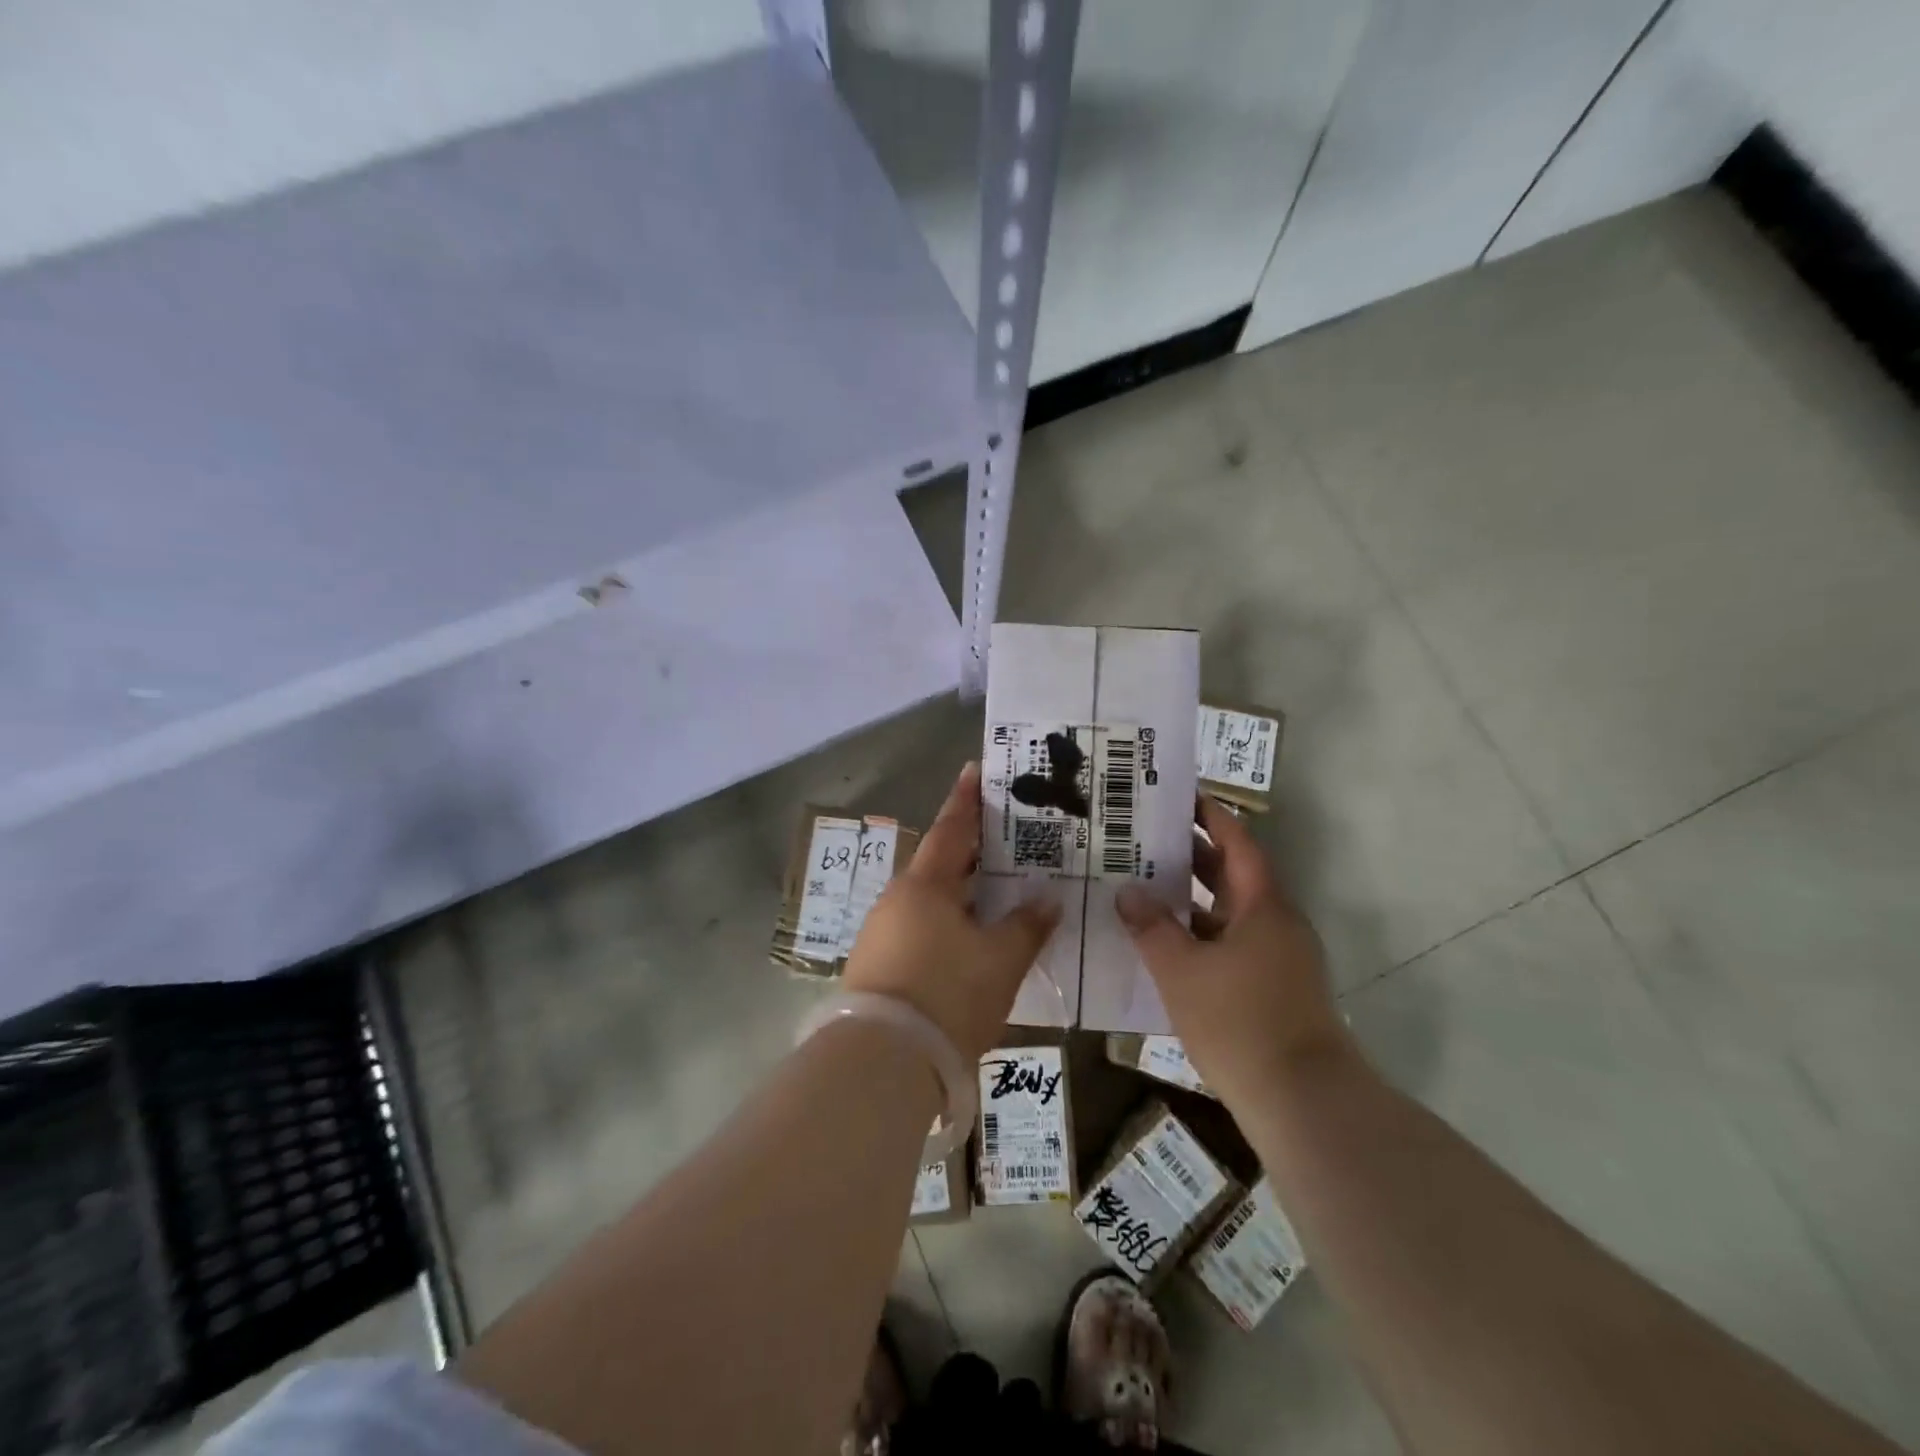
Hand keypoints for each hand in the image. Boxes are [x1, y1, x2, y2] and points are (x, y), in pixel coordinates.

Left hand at [844, 762, 1059, 1062]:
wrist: (882, 1062)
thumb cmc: (948, 996)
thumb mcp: (1000, 961)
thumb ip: (1027, 925)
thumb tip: (1047, 899)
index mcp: (926, 885)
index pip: (952, 828)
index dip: (967, 799)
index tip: (975, 770)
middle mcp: (899, 900)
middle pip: (941, 863)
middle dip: (972, 849)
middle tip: (1007, 835)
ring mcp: (883, 933)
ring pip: (931, 899)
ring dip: (962, 891)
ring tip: (997, 888)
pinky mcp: (879, 965)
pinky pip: (921, 928)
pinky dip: (949, 922)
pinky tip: (970, 938)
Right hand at [1116, 796, 1354, 1107]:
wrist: (1302, 1102)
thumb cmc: (1239, 1022)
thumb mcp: (1181, 971)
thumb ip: (1151, 927)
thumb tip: (1128, 891)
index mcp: (1264, 905)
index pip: (1237, 843)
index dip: (1210, 815)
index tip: (1178, 795)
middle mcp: (1277, 923)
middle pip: (1233, 875)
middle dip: (1192, 855)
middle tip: (1145, 838)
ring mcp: (1280, 958)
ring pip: (1230, 913)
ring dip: (1193, 899)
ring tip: (1145, 885)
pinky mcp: (1274, 989)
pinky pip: (1232, 944)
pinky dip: (1200, 935)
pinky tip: (1165, 945)